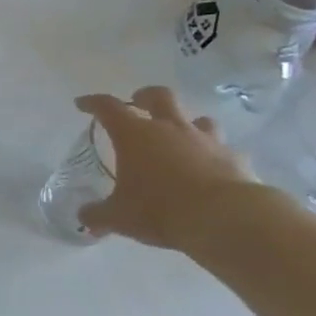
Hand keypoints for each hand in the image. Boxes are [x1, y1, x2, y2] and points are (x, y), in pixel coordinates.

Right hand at [75, 86, 260, 250]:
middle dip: (145, 97)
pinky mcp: (234, 158)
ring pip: (197, 118)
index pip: (108, 107)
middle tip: (138, 103)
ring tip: (180, 137)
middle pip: (159, 96)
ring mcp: (205, 140)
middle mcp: (170, 128)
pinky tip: (211, 168)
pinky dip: (214, 154)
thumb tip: (85, 217)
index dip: (93, 103)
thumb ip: (98, 214)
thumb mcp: (119, 217)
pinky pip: (223, 149)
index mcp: (135, 135)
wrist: (225, 218)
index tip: (82, 103)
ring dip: (187, 123)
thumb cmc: (160, 209)